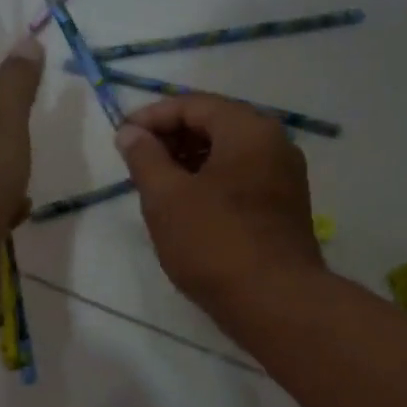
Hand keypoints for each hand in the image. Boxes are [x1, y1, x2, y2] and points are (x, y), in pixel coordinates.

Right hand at [114, 94, 324, 319]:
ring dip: (189, 163)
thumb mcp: (167, 198)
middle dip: (171, 139)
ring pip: (228, 156)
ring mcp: (284, 179)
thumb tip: (131, 133)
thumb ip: (145, 158)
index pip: (194, 104)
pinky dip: (210, 184)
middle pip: (215, 125)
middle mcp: (275, 145)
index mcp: (249, 130)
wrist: (275, 302)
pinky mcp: (284, 210)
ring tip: (155, 187)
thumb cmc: (215, 243)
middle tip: (136, 162)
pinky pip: (241, 181)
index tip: (122, 137)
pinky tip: (185, 209)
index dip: (152, 117)